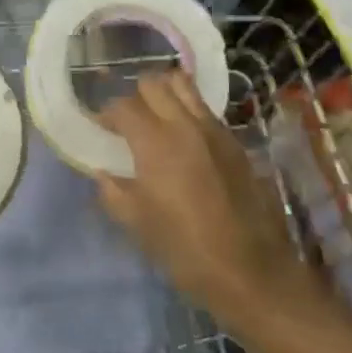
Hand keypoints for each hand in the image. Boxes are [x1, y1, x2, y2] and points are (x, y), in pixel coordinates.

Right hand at [95, 73, 309, 328]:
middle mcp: (183, 123)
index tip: (101, 128)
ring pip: (182, 84)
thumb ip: (114, 192)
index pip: (123, 106)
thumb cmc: (186, 250)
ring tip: (157, 117)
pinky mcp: (232, 139)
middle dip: (135, 96)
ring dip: (164, 93)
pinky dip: (188, 109)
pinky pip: (204, 107)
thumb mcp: (139, 225)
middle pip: (152, 84)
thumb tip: (103, 173)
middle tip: (129, 121)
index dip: (107, 113)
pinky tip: (184, 137)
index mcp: (155, 142)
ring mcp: (212, 128)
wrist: (250, 268)